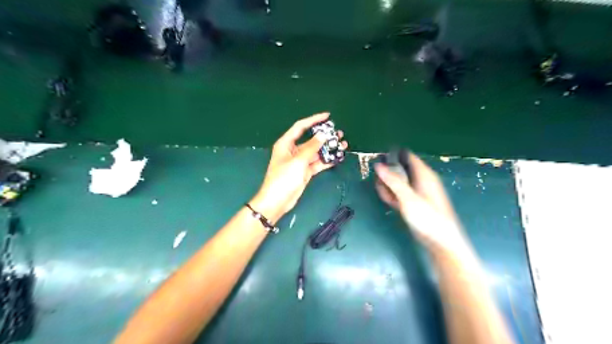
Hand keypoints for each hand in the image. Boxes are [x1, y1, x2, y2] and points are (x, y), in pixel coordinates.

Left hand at [250, 113, 345, 223]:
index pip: (301, 127)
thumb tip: (323, 135)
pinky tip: (337, 157)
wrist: (277, 201)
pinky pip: (317, 163)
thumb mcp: (297, 161)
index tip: (327, 116)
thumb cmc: (283, 178)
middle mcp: (293, 150)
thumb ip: (311, 147)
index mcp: (286, 144)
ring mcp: (300, 162)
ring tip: (342, 144)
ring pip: (316, 152)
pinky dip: (326, 161)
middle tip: (339, 133)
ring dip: (328, 149)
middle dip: (324, 136)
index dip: (313, 120)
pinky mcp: (305, 172)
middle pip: (311, 140)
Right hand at [372, 152, 469, 255]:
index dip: (394, 155)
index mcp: (424, 174)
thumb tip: (378, 165)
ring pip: (399, 182)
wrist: (441, 242)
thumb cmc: (428, 218)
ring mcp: (416, 192)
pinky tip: (386, 199)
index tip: (378, 158)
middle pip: (401, 169)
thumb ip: (393, 181)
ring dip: (388, 185)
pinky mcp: (413, 203)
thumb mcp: (408, 198)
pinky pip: (400, 193)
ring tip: (381, 191)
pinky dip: (392, 194)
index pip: (408, 156)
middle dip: (388, 173)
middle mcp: (420, 180)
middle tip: (376, 179)